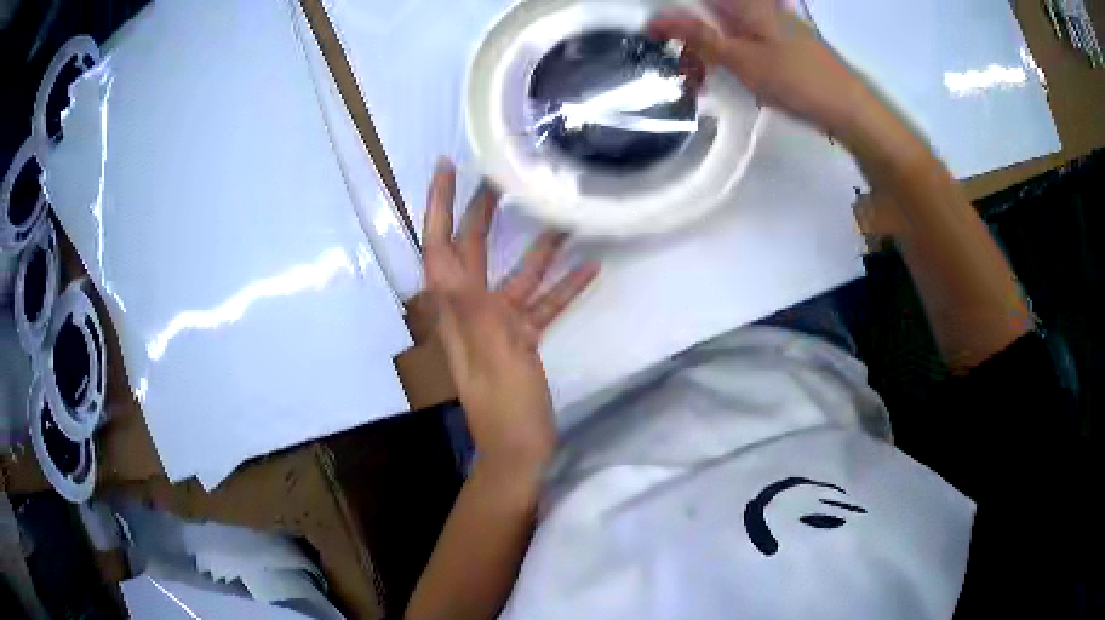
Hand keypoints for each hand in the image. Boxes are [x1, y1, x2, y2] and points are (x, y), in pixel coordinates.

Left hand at [423, 158, 598, 474]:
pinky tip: (589, 268)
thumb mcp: (485, 346)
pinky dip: (563, 287)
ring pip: (516, 274)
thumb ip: (466, 300)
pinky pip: (543, 304)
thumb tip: (446, 256)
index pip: (438, 244)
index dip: (439, 204)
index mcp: (453, 306)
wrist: (519, 446)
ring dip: (537, 248)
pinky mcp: (523, 339)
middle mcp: (470, 307)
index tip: (446, 166)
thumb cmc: (501, 400)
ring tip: (560, 216)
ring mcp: (499, 323)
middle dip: (483, 211)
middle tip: (501, 177)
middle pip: (473, 249)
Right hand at [649, 0, 874, 137]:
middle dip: (690, 34)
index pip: (698, 1)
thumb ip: (701, 38)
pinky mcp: (781, 43)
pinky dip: (728, 55)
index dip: (674, 14)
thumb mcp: (742, 60)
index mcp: (747, 3)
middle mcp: (759, 7)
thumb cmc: (795, 80)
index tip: (653, 33)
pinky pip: (743, 41)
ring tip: (697, 75)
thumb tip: (659, 20)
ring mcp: (772, 25)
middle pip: (711, 12)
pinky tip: (724, 75)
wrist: (848, 107)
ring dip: (708, 48)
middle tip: (680, 63)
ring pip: (726, 27)